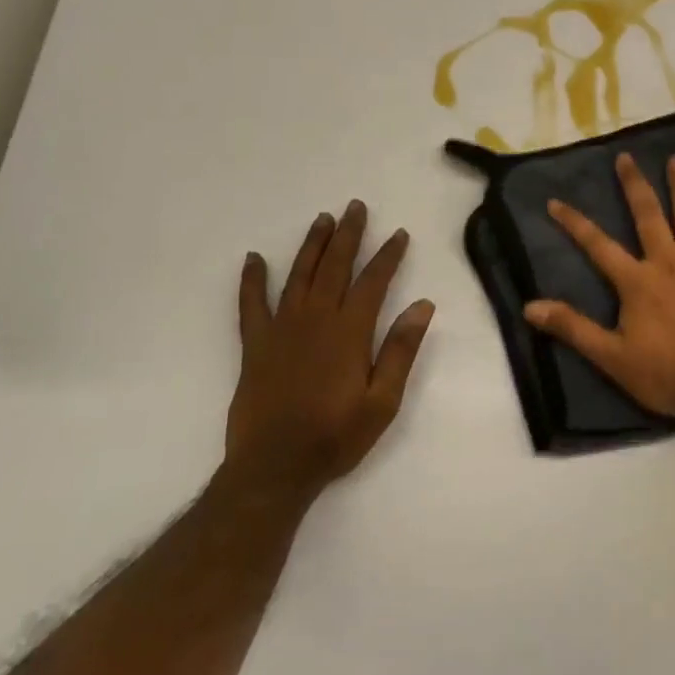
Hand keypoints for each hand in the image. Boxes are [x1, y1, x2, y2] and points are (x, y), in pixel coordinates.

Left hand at [226, 201, 435, 506]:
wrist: (275, 467)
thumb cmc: (336, 436)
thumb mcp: (383, 401)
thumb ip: (400, 350)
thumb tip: (423, 306)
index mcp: (349, 332)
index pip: (373, 282)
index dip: (387, 255)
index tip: (398, 234)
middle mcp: (315, 320)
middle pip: (334, 267)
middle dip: (348, 235)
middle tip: (355, 207)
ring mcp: (281, 329)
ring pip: (298, 275)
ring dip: (311, 245)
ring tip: (322, 219)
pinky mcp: (255, 345)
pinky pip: (251, 304)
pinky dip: (251, 280)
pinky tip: (253, 259)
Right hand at [523, 153, 674, 421]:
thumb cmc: (666, 373)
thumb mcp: (611, 357)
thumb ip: (573, 328)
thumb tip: (530, 306)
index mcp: (637, 281)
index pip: (598, 245)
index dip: (575, 223)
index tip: (556, 200)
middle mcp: (668, 262)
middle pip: (647, 216)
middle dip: (634, 186)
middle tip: (626, 157)